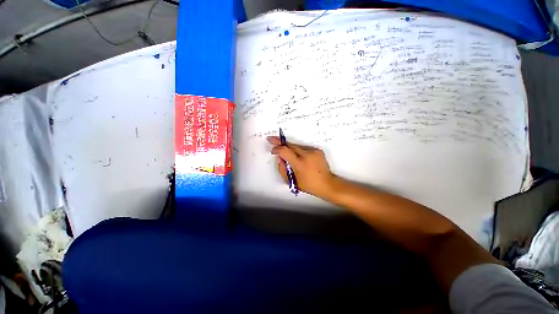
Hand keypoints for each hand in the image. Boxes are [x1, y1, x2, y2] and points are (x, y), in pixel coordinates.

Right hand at [267, 136, 336, 198]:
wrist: (326, 183)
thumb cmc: (308, 185)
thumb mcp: (291, 181)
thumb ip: (282, 169)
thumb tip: (279, 158)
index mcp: (299, 164)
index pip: (284, 151)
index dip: (276, 148)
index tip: (272, 150)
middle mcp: (307, 154)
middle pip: (290, 145)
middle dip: (280, 142)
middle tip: (271, 139)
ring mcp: (313, 151)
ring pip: (297, 146)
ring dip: (290, 148)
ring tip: (286, 152)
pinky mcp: (318, 150)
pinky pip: (304, 148)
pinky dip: (298, 151)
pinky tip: (298, 157)